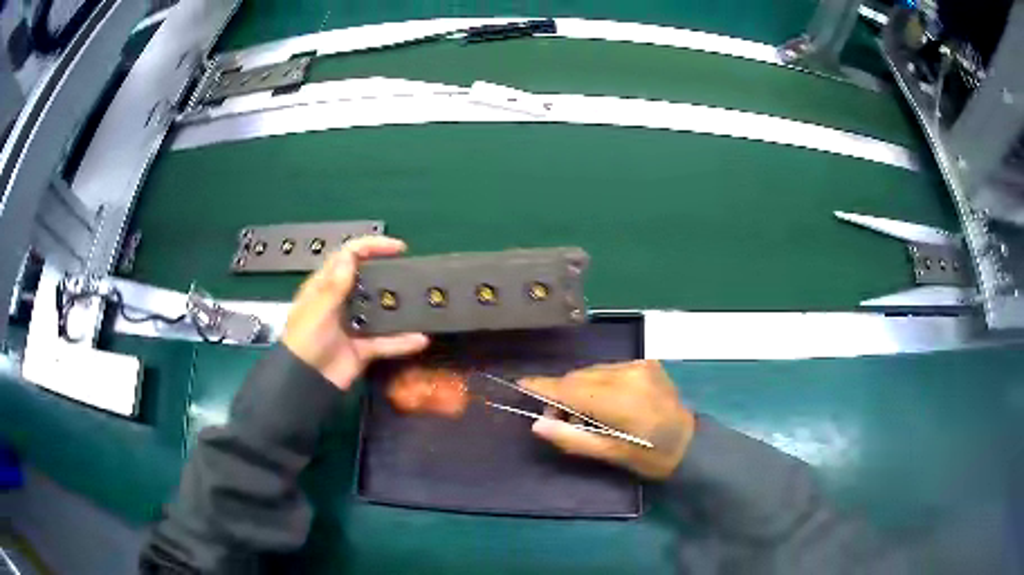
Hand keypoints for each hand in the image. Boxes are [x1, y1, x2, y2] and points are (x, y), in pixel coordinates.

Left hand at [282, 236, 429, 390]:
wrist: (305, 383)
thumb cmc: (305, 341)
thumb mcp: (318, 309)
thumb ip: (335, 284)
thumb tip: (351, 254)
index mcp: (325, 287)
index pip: (348, 256)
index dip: (372, 247)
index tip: (398, 248)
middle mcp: (341, 302)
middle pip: (368, 280)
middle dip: (388, 274)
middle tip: (412, 272)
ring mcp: (354, 325)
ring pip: (380, 311)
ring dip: (398, 307)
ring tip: (421, 301)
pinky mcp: (364, 348)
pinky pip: (387, 342)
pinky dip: (403, 341)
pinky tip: (420, 338)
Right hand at [520, 360, 694, 479]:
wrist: (690, 443)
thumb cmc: (649, 456)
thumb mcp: (609, 454)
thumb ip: (571, 439)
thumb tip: (537, 424)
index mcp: (620, 401)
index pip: (571, 389)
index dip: (545, 387)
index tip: (522, 384)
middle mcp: (628, 374)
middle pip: (579, 376)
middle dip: (564, 393)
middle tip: (560, 418)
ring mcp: (640, 365)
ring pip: (593, 370)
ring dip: (582, 387)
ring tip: (587, 412)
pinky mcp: (647, 362)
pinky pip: (610, 369)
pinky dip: (600, 382)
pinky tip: (606, 401)